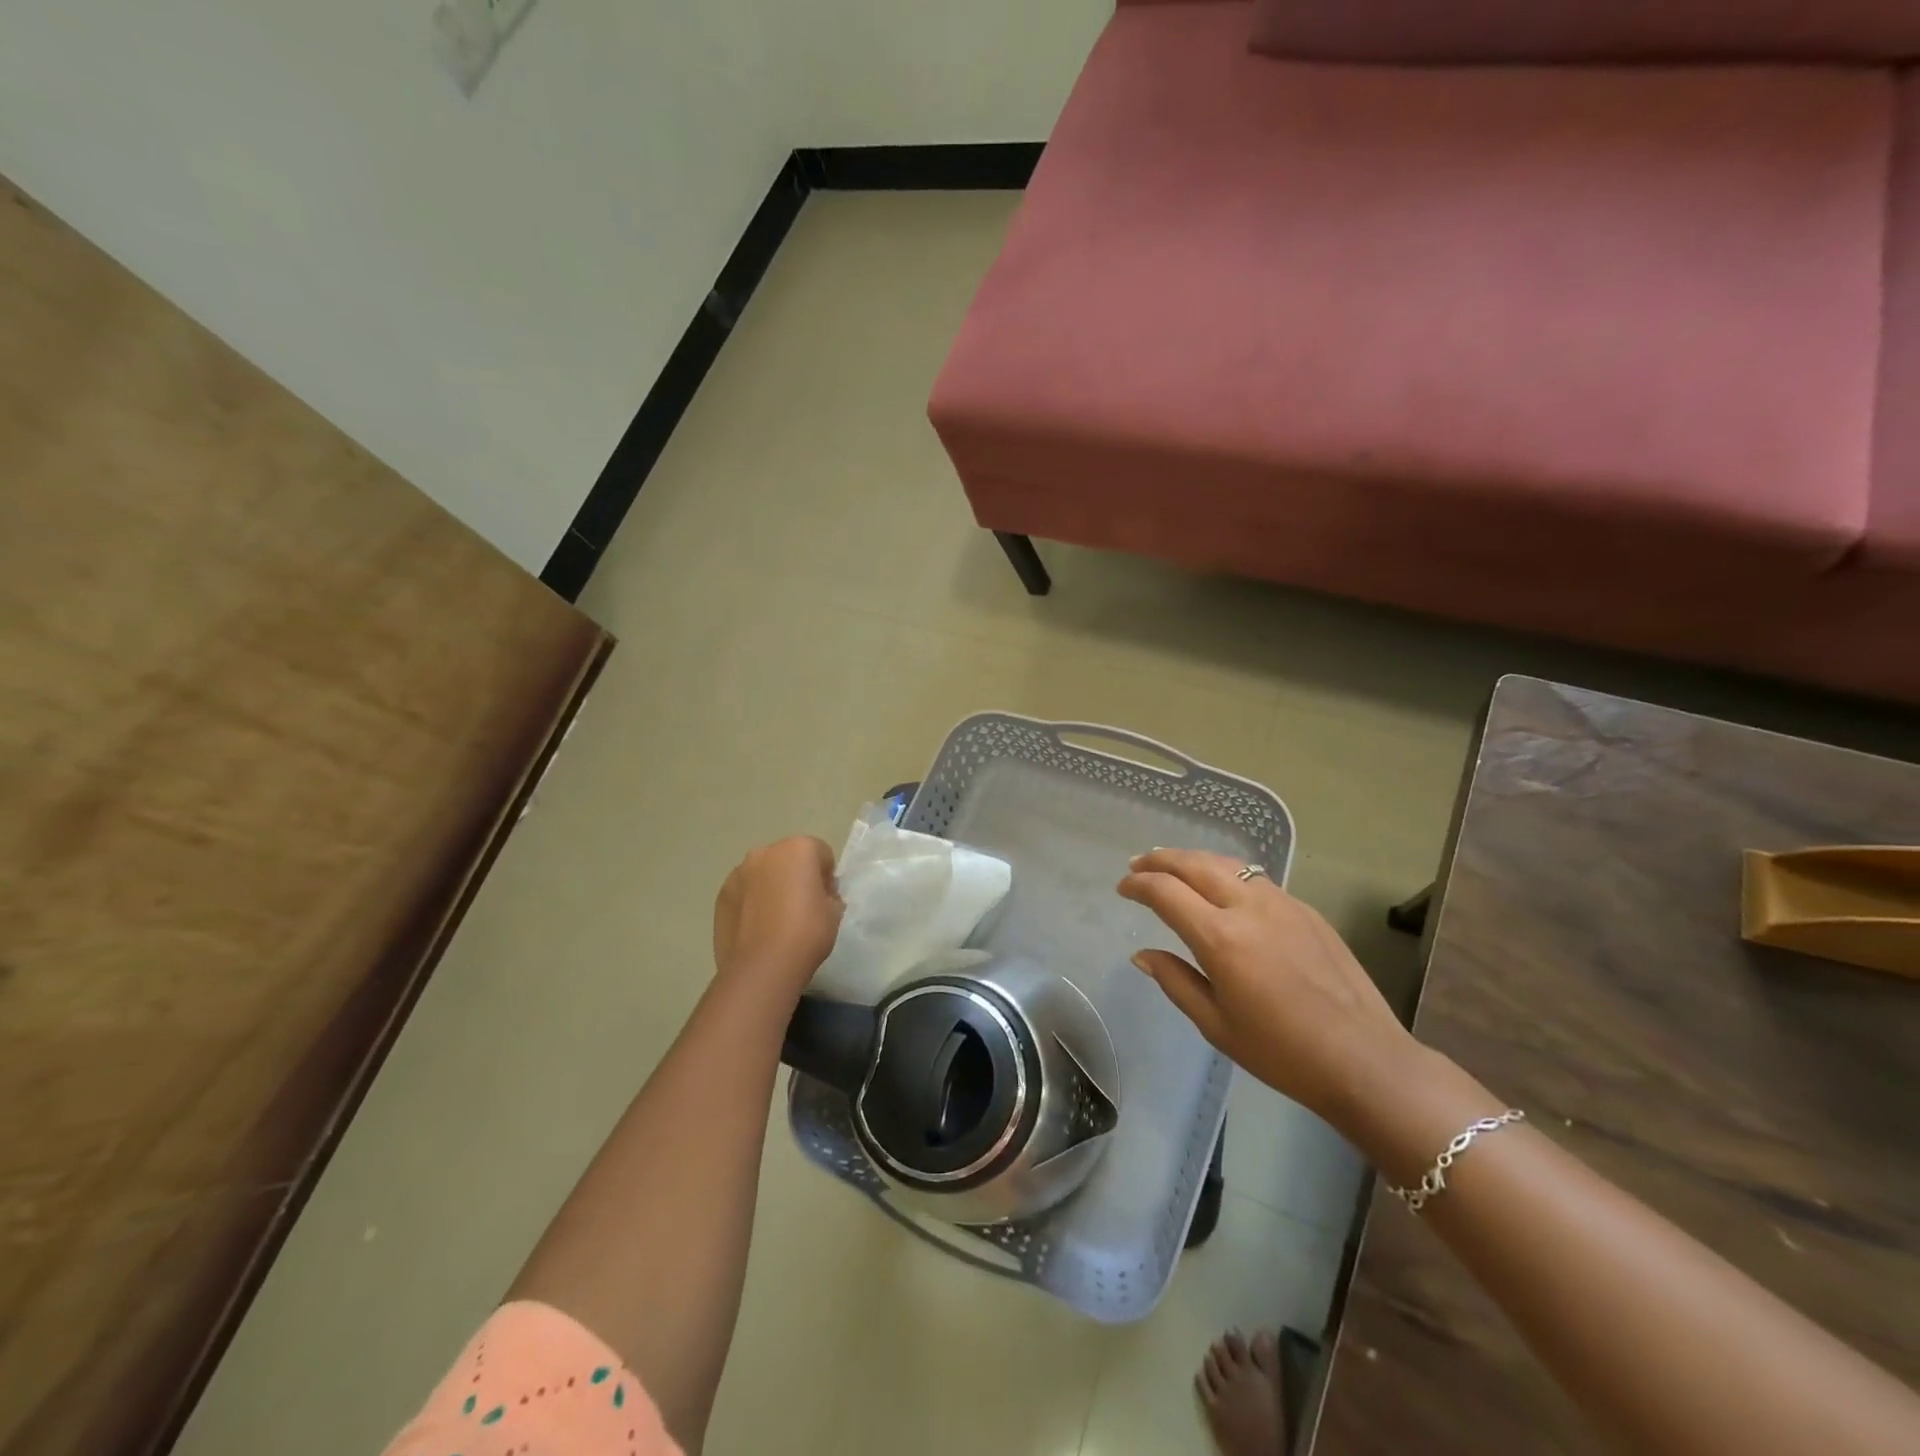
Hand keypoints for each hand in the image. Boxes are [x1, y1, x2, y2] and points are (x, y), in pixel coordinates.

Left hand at [713, 837, 842, 989]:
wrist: (762, 965)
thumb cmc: (807, 932)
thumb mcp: (834, 913)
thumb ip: (828, 895)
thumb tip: (819, 896)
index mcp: (798, 848)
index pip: (821, 854)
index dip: (826, 877)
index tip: (826, 899)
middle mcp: (765, 853)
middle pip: (788, 858)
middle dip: (796, 876)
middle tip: (802, 908)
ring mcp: (738, 873)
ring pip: (762, 874)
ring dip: (771, 887)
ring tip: (776, 921)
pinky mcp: (721, 896)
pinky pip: (744, 893)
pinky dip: (751, 903)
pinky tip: (758, 929)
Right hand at [1117, 849, 1416, 1127]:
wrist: (1365, 1060)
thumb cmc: (1282, 1052)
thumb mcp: (1216, 1025)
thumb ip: (1175, 981)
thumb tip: (1143, 954)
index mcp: (1221, 939)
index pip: (1166, 892)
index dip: (1138, 885)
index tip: (1122, 889)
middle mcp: (1249, 908)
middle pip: (1195, 864)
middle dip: (1161, 860)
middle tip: (1138, 865)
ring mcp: (1282, 903)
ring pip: (1227, 863)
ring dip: (1193, 859)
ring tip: (1173, 867)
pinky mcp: (1306, 910)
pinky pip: (1256, 878)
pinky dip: (1226, 871)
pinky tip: (1221, 885)